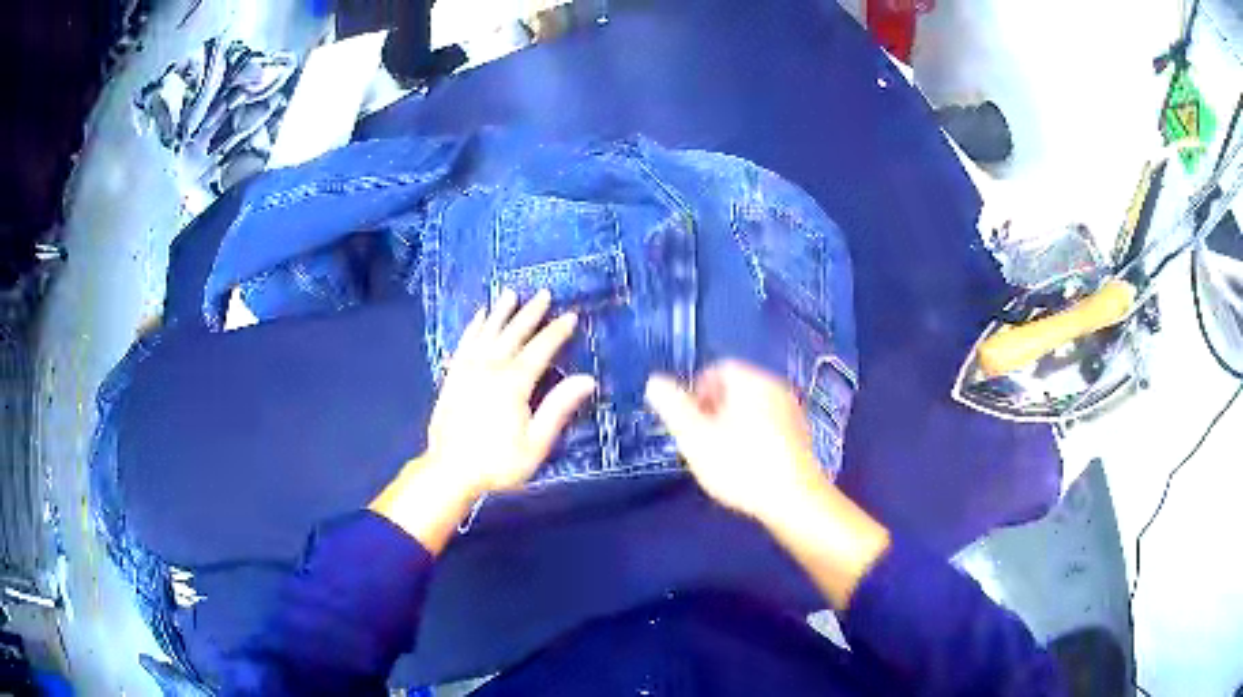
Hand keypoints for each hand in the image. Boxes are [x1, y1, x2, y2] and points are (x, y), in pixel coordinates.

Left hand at [426, 288, 596, 494]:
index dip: (556, 332)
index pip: (540, 350)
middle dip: (530, 313)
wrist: (450, 470)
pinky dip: (473, 328)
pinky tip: (478, 318)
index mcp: (513, 384)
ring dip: (500, 313)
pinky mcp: (453, 377)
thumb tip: (587, 379)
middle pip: (513, 334)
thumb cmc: (498, 462)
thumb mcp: (536, 443)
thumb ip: (558, 408)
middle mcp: (490, 369)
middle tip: (543, 293)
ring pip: (487, 333)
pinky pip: (464, 344)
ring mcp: (467, 370)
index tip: (570, 316)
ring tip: (510, 294)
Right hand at [644, 360, 825, 523]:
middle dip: (713, 409)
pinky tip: (747, 464)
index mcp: (751, 380)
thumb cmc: (740, 465)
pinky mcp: (802, 434)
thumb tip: (654, 381)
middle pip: (736, 388)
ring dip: (732, 424)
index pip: (718, 369)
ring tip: (720, 455)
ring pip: (753, 407)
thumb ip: (672, 406)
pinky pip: (769, 424)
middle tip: (699, 439)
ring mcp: (792, 410)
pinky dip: (753, 436)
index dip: (695, 392)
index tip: (686, 421)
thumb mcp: (694, 437)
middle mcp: (775, 386)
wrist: (794, 499)